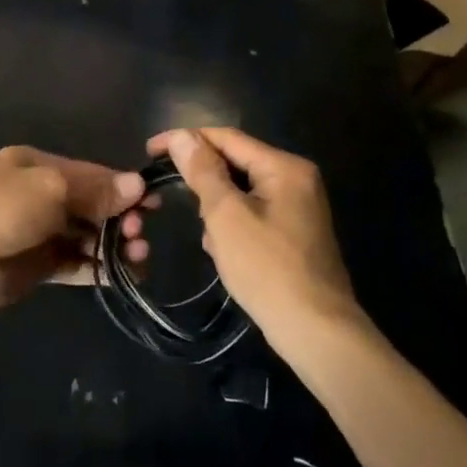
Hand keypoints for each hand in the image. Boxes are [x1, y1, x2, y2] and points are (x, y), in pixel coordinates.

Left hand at [0, 147, 143, 310]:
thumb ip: (95, 190)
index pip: (91, 174)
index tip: (153, 203)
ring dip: (114, 244)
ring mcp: (40, 232)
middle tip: (140, 235)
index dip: (122, 187)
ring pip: (88, 236)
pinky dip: (99, 268)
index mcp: (39, 166)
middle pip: (92, 205)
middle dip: (121, 218)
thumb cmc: (2, 209)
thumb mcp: (51, 188)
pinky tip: (123, 275)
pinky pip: (77, 264)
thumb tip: (137, 185)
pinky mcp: (39, 266)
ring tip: (137, 257)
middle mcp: (41, 195)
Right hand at [123, 127, 357, 344]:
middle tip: (176, 199)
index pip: (226, 137)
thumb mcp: (226, 215)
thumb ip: (203, 171)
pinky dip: (233, 227)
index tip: (150, 152)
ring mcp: (298, 208)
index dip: (186, 140)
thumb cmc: (267, 268)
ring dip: (218, 210)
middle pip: (235, 164)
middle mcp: (296, 179)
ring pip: (242, 192)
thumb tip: (182, 136)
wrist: (316, 331)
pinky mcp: (294, 234)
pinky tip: (224, 253)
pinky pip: (253, 215)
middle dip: (204, 183)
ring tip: (209, 239)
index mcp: (284, 167)